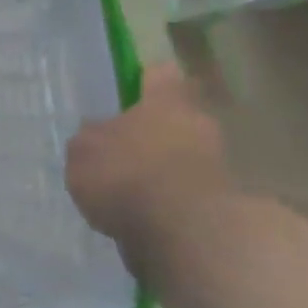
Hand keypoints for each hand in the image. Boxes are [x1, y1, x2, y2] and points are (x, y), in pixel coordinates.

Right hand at [66, 64, 233, 247]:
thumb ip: (91, 138)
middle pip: (176, 118)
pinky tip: (144, 216)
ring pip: (184, 155)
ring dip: (162, 168)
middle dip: (153, 132)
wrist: (187, 233)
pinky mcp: (224, 203)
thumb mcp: (84, 152)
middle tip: (121, 152)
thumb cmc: (127, 175)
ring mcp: (218, 164)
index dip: (146, 79)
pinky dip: (171, 199)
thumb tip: (99, 133)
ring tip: (129, 191)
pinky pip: (188, 190)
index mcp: (166, 103)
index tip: (131, 89)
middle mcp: (199, 125)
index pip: (161, 74)